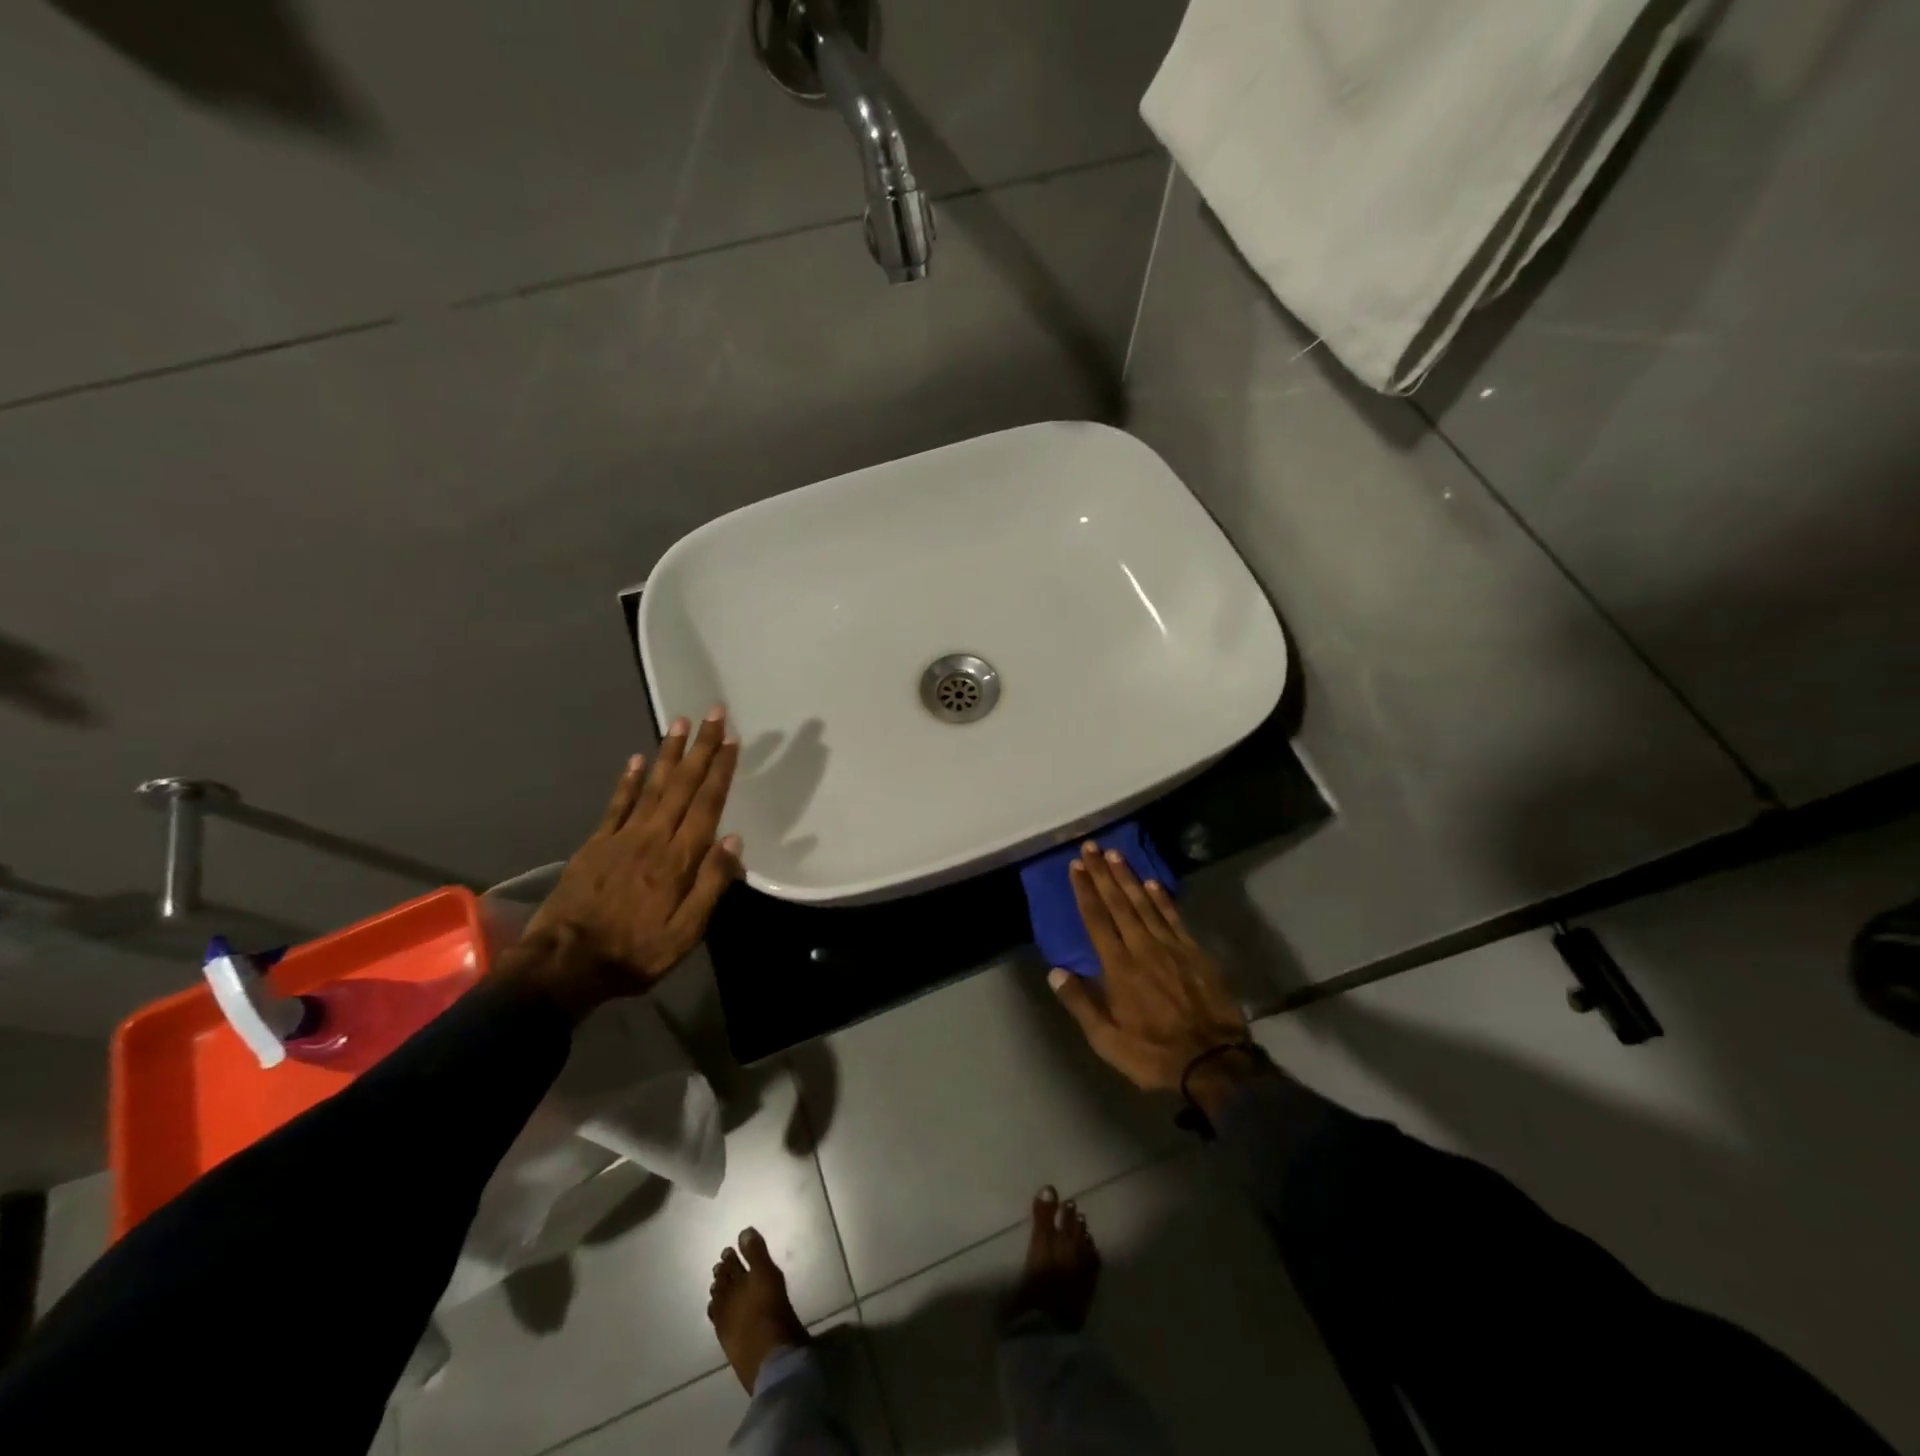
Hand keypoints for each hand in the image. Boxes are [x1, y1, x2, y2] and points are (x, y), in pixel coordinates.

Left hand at [513, 707, 742, 1012]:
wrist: (565, 964)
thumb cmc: (635, 953)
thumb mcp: (685, 932)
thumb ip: (711, 885)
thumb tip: (733, 841)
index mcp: (679, 858)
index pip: (707, 804)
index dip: (721, 770)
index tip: (732, 740)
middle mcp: (654, 837)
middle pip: (683, 785)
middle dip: (701, 748)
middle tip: (713, 714)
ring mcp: (622, 837)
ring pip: (653, 786)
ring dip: (669, 753)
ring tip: (680, 722)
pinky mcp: (597, 844)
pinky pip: (618, 804)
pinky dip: (630, 779)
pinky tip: (639, 758)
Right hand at [1047, 844, 1250, 1094]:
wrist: (1214, 1063)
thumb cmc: (1153, 1054)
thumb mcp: (1107, 1041)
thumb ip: (1080, 1003)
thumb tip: (1055, 971)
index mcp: (1118, 968)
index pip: (1096, 920)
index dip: (1085, 890)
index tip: (1077, 866)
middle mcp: (1142, 948)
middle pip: (1119, 903)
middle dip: (1103, 873)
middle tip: (1091, 846)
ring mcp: (1172, 948)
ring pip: (1145, 904)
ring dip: (1129, 878)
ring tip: (1116, 854)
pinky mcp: (1195, 953)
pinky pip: (1174, 918)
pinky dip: (1162, 898)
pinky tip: (1153, 883)